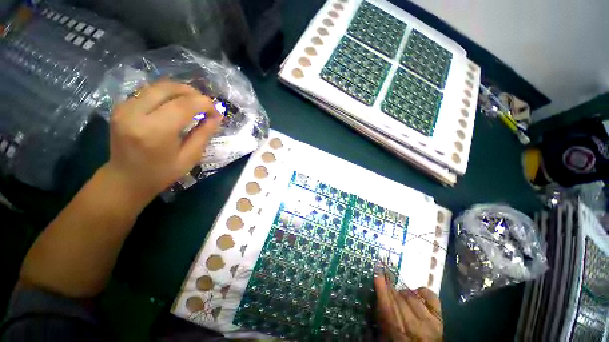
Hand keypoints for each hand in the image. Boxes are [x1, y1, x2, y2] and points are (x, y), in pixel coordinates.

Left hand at [104, 80, 222, 203]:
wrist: (125, 179)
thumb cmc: (161, 173)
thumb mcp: (190, 157)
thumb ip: (204, 134)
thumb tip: (218, 116)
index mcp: (155, 131)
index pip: (184, 104)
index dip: (205, 103)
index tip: (217, 112)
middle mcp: (135, 114)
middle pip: (169, 88)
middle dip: (193, 93)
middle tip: (206, 105)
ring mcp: (124, 108)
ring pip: (158, 86)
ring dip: (181, 91)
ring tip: (194, 103)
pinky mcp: (120, 106)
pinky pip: (148, 91)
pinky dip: (167, 94)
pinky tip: (176, 105)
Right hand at [374, 274, 442, 341]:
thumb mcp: (384, 337)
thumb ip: (379, 318)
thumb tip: (374, 297)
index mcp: (396, 329)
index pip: (386, 302)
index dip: (380, 284)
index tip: (377, 269)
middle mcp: (413, 324)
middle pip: (398, 296)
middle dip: (390, 285)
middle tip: (385, 276)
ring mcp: (428, 321)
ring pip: (412, 296)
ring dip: (403, 291)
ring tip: (399, 293)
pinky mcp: (439, 319)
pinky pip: (431, 297)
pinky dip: (423, 291)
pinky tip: (416, 292)